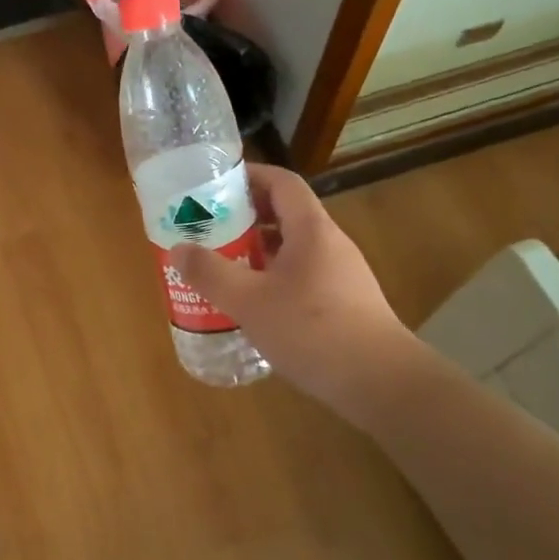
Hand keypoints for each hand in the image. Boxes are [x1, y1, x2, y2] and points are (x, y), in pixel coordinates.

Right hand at [170, 165, 416, 424]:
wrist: (381, 383)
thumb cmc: (313, 330)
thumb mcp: (249, 302)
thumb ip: (210, 273)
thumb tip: (177, 249)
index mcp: (311, 230)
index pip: (282, 182)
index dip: (249, 176)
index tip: (215, 185)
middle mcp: (329, 243)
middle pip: (285, 212)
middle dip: (245, 215)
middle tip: (208, 227)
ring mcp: (340, 274)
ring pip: (293, 246)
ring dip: (257, 248)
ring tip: (222, 263)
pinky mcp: (344, 302)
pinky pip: (301, 273)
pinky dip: (273, 275)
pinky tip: (253, 302)